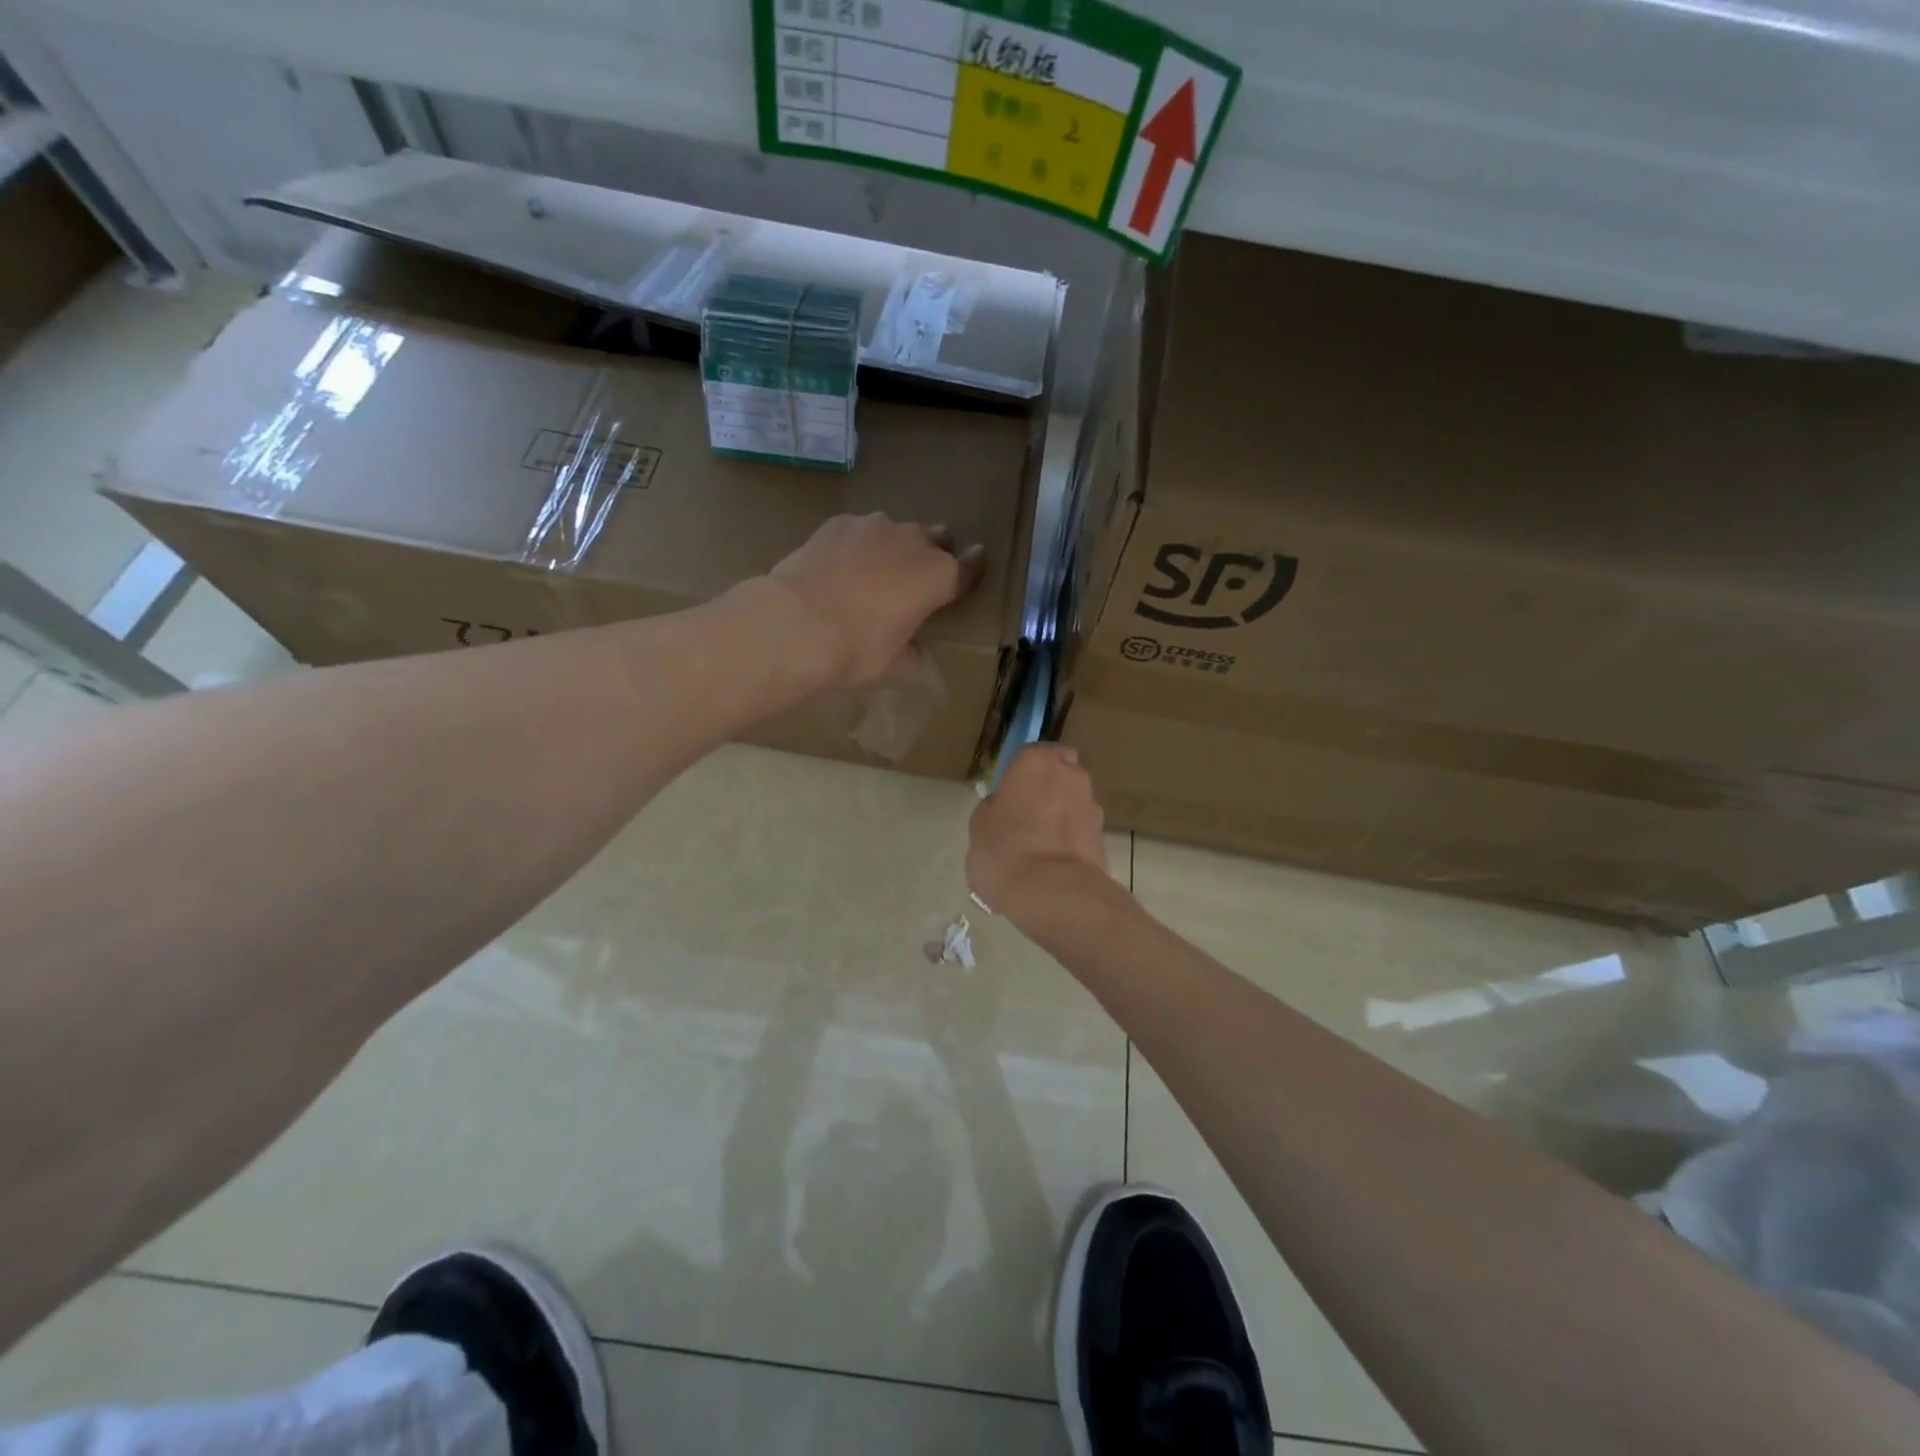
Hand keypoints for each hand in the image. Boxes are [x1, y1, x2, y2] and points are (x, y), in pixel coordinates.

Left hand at [768, 514, 985, 688]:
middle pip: (936, 538)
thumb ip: (912, 655)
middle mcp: (913, 542)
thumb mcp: (894, 667)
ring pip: (895, 531)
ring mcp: (874, 526)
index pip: (968, 568)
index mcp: (938, 578)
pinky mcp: (837, 522)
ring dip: (893, 547)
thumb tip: (913, 650)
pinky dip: (857, 546)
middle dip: (933, 552)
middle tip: (917, 576)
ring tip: (873, 571)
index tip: (976, 562)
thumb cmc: (855, 650)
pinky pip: (859, 532)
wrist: (794, 623)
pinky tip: (840, 566)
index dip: (973, 568)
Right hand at [968, 744, 1106, 920]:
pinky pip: (1082, 830)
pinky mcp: (1104, 837)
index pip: (1031, 753)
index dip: (1022, 771)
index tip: (1010, 792)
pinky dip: (1071, 840)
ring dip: (1062, 814)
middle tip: (1028, 814)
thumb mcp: (979, 827)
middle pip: (1061, 771)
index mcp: (1035, 762)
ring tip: (1041, 845)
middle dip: (1049, 786)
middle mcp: (1070, 774)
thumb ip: (992, 808)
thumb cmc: (1005, 850)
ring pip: (1074, 801)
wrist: (1055, 893)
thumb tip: (1002, 807)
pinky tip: (1054, 863)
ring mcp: (1092, 805)